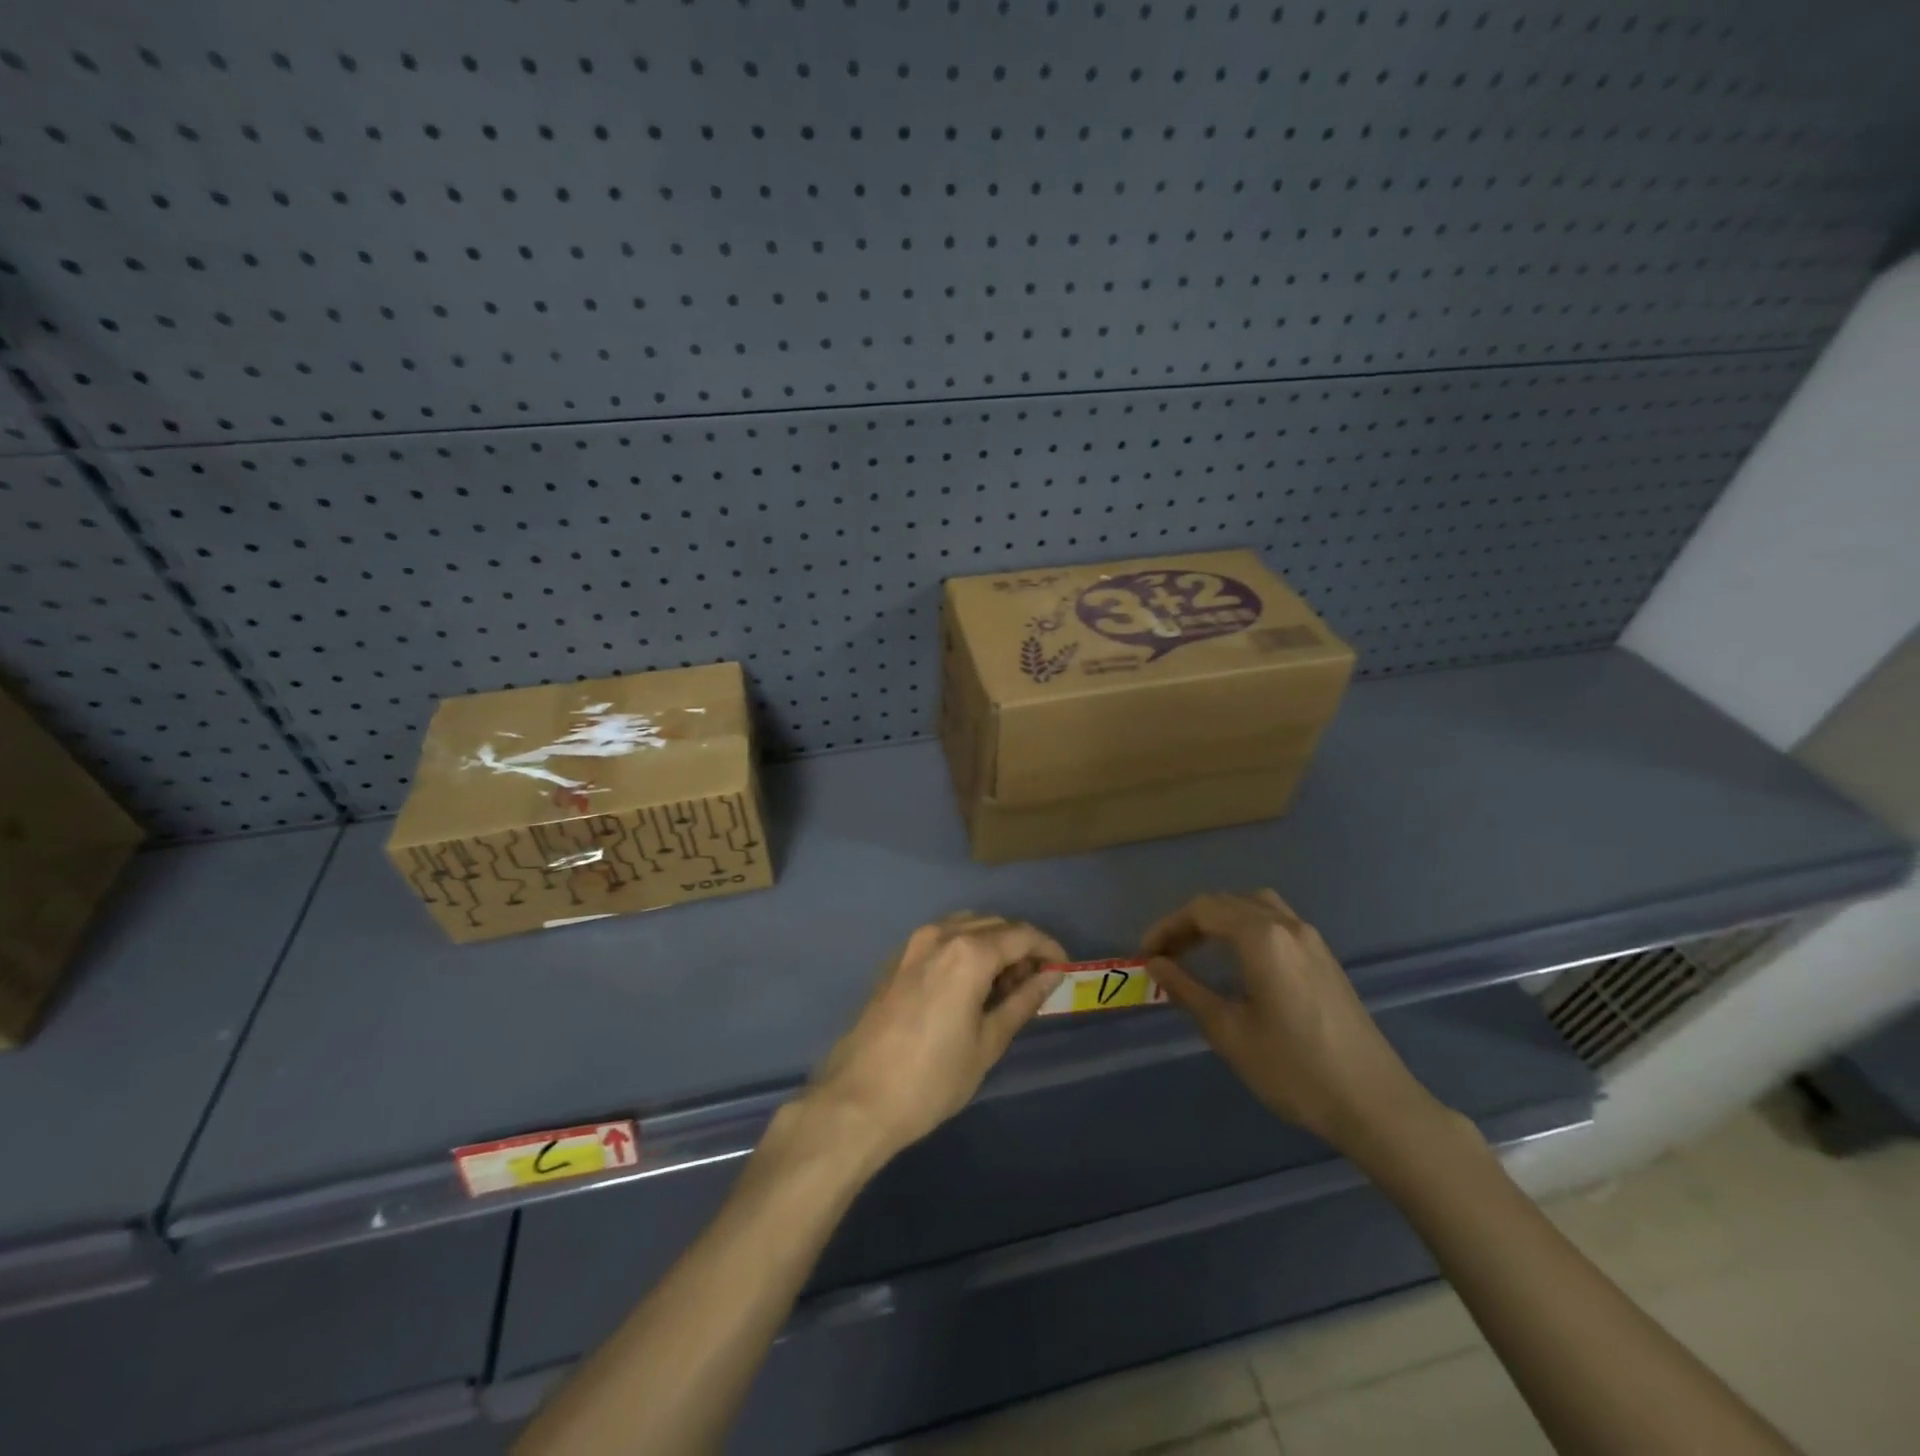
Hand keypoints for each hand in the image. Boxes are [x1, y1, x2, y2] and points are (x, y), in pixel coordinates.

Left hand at [804, 913, 1065, 1164]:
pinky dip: (964, 949)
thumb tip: (1050, 975)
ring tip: (1003, 987)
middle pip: (994, 925)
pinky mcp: (896, 960)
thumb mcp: (988, 1043)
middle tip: (1035, 983)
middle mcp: (940, 935)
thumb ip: (1022, 1001)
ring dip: (991, 945)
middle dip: (1020, 946)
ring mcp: (913, 945)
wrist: (858, 1099)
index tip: (1063, 968)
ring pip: (966, 927)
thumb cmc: (932, 1079)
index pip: (1021, 934)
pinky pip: (941, 939)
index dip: (1048, 947)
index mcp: (968, 952)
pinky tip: (968, 986)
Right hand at [1142, 890, 1445, 1156]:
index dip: (1168, 926)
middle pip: (1227, 902)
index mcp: (1261, 939)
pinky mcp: (1325, 958)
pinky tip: (1239, 962)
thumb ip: (1187, 991)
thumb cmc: (1294, 1070)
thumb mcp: (1229, 1033)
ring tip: (1199, 950)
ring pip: (1255, 906)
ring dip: (1221, 919)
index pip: (1202, 911)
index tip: (1147, 954)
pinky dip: (1246, 927)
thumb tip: (1156, 964)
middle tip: (1166, 955)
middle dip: (1190, 923)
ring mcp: (1311, 940)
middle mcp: (1287, 927)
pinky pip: (1276, 922)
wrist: (1375, 1104)